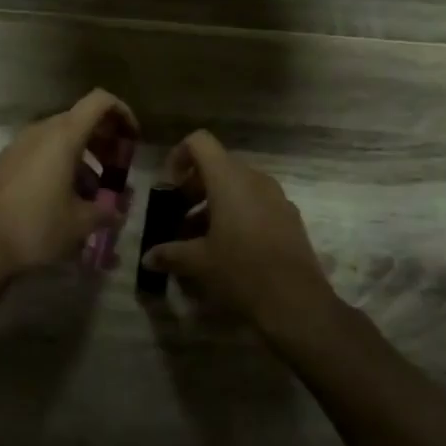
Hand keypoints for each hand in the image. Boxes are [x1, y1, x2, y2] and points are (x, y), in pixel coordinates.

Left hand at [0, 89, 136, 276]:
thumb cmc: (38, 227)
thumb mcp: (82, 223)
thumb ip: (108, 210)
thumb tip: (118, 210)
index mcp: (63, 136)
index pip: (100, 101)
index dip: (122, 113)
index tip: (133, 140)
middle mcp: (41, 131)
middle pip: (82, 119)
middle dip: (106, 141)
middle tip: (118, 171)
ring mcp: (20, 144)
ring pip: (61, 137)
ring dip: (85, 156)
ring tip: (95, 193)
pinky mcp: (7, 161)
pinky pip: (42, 151)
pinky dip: (62, 163)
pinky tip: (67, 198)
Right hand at [140, 130, 334, 330]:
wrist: (297, 303)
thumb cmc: (241, 271)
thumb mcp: (198, 262)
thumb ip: (169, 254)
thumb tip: (148, 258)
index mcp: (229, 179)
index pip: (199, 142)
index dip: (179, 157)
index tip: (169, 189)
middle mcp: (254, 179)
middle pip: (217, 165)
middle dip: (193, 187)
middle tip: (179, 217)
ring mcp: (276, 197)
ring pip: (237, 186)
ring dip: (214, 203)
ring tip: (200, 238)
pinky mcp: (289, 217)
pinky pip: (256, 202)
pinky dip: (237, 214)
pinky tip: (229, 249)